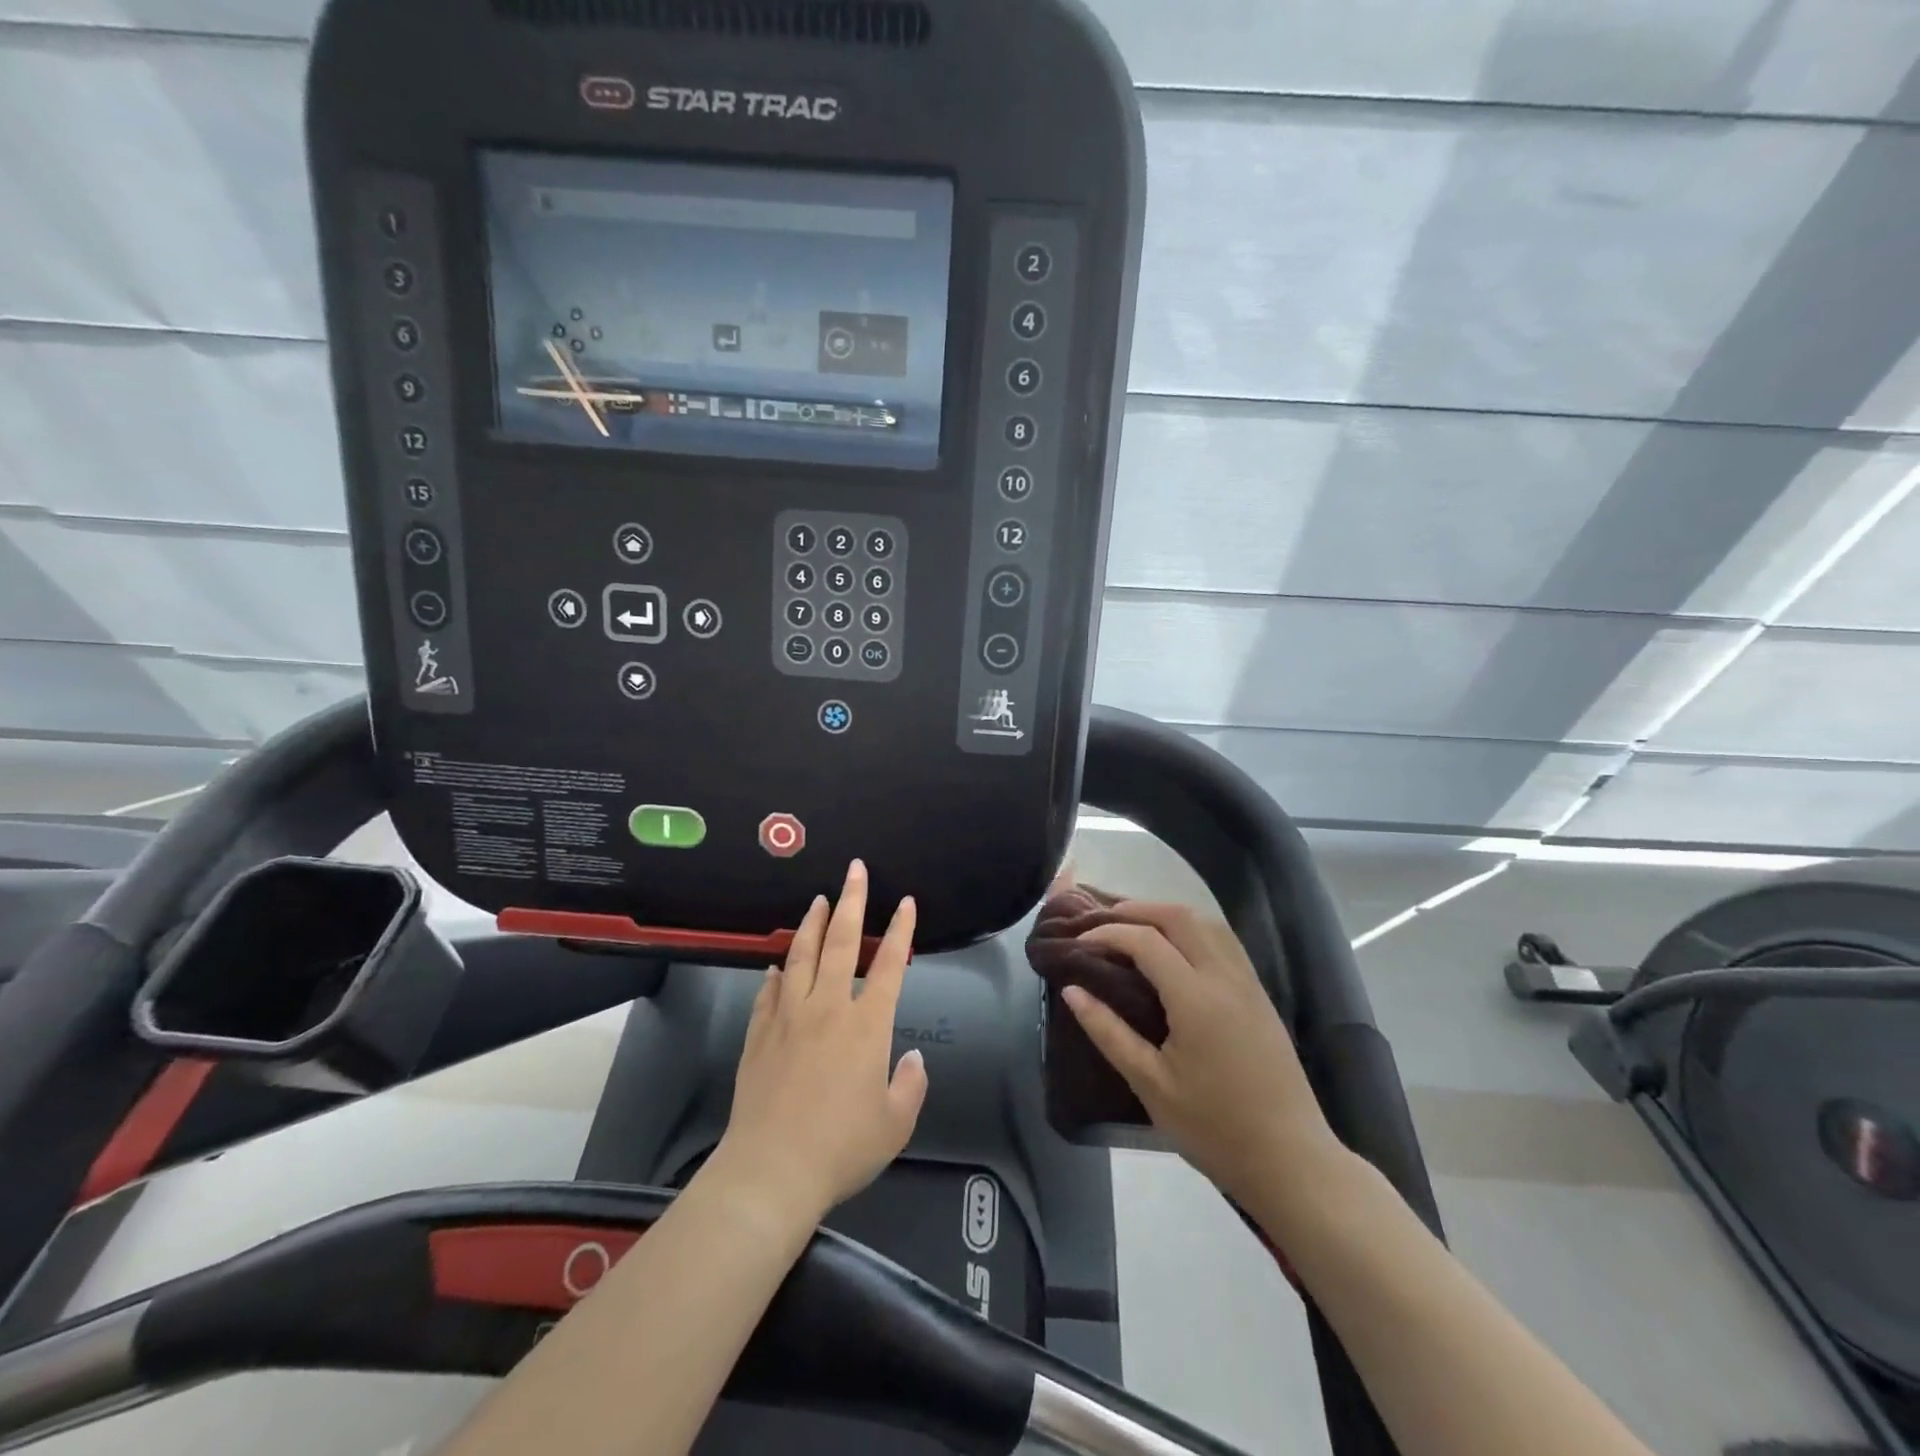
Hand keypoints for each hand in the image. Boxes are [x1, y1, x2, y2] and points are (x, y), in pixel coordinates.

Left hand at [712, 860, 927, 1224]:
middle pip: (842, 942)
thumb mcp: (895, 1124)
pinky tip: (775, 965)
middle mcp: (827, 1008)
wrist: (771, 1170)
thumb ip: (910, 1085)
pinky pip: (768, 992)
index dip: (901, 930)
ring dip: (812, 924)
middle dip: (853, 901)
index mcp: (866, 1025)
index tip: (906, 902)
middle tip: (855, 870)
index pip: (888, 965)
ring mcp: (788, 1017)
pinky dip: (775, 974)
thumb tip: (913, 1059)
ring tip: (819, 901)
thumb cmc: (841, 1148)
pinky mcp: (758, 1034)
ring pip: (801, 956)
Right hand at [1060, 902, 1343, 1212]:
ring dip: (1166, 914)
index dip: (1108, 933)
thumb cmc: (1214, 1128)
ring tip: (1134, 927)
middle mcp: (1224, 977)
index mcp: (1195, 998)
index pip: (1145, 941)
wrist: (1291, 1160)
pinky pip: (1224, 940)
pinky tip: (1176, 947)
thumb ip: (1108, 1031)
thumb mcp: (1150, 1084)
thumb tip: (1070, 990)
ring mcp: (1247, 982)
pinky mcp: (1260, 994)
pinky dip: (1193, 928)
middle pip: (1179, 916)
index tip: (1079, 943)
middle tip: (1102, 922)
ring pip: (1207, 922)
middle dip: (1136, 909)